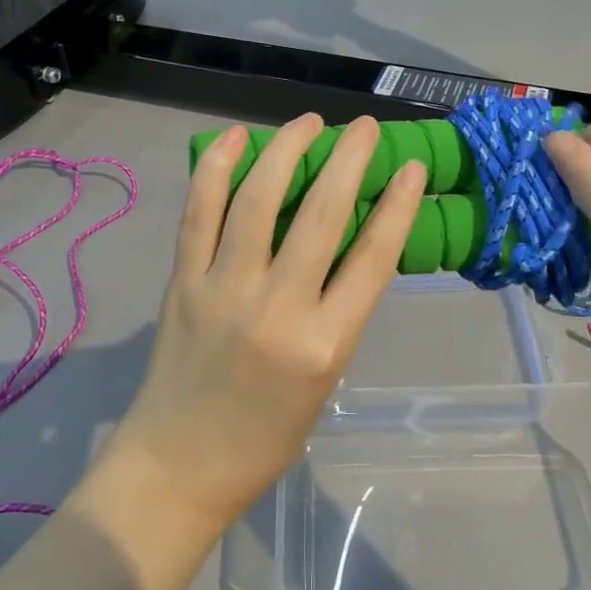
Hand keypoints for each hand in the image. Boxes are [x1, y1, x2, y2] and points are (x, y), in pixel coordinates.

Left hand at [111, 114, 426, 533]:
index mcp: (325, 344)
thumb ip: (337, 312)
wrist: (179, 466)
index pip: (373, 258)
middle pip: (321, 215)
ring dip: (286, 151)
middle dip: (348, 160)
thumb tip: (346, 243)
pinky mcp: (182, 283)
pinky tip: (235, 138)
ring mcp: (223, 291)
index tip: (411, 168)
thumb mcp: (325, 379)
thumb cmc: (264, 437)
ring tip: (308, 123)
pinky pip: (198, 213)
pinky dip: (216, 169)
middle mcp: (277, 309)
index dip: (397, 205)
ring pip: (258, 200)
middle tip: (364, 128)